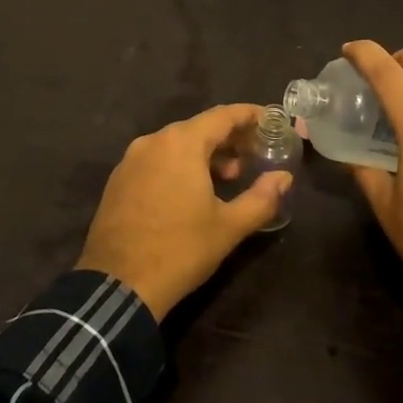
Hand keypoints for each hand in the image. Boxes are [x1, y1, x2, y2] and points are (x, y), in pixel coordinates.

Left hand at [76, 104, 292, 320]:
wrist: (118, 286)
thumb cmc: (180, 250)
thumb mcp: (229, 227)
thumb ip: (261, 198)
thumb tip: (284, 178)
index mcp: (181, 143)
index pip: (223, 116)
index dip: (250, 115)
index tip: (271, 120)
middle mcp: (153, 142)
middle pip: (199, 128)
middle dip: (229, 138)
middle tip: (254, 154)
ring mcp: (130, 161)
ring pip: (176, 145)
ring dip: (205, 154)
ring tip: (228, 177)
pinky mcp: (118, 181)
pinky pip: (157, 161)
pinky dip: (180, 166)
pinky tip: (192, 192)